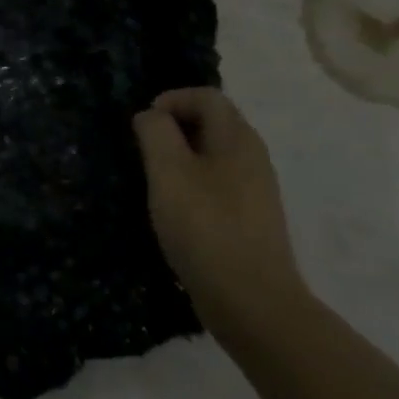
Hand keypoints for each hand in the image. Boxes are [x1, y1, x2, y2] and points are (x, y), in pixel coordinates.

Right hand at [132, 87, 308, 339]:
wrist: (252, 302)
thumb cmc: (205, 227)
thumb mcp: (168, 171)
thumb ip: (155, 132)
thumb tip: (151, 116)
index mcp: (237, 139)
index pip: (206, 96)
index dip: (171, 100)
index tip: (143, 126)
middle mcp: (252, 157)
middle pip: (212, 122)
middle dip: (173, 127)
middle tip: (144, 151)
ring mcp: (255, 189)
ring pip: (213, 153)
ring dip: (180, 156)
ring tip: (155, 180)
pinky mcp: (250, 218)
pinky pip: (217, 181)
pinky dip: (192, 182)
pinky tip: (175, 209)